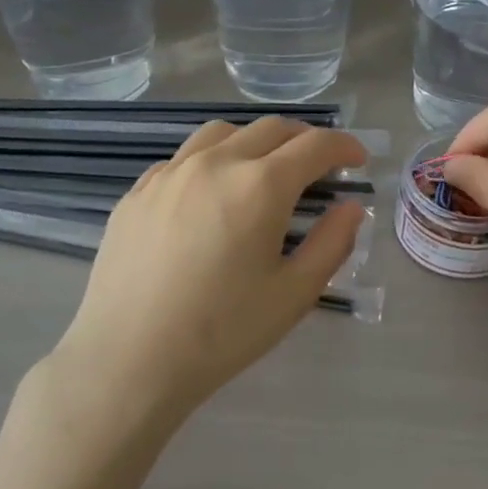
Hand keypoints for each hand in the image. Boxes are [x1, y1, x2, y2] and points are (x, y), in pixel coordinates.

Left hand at [52, 117, 367, 420]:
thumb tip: (350, 207)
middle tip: (320, 165)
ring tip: (265, 170)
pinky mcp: (137, 192)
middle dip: (304, 139)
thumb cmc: (222, 332)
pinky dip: (212, 160)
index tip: (358, 160)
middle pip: (271, 129)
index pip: (314, 145)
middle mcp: (215, 163)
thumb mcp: (294, 294)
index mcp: (260, 185)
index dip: (344, 146)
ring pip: (222, 133)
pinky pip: (183, 158)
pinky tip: (211, 194)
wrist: (129, 359)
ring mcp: (170, 174)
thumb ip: (331, 243)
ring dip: (256, 141)